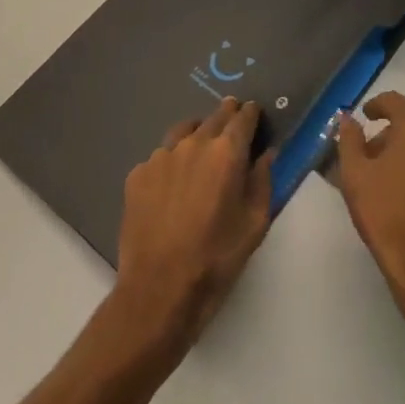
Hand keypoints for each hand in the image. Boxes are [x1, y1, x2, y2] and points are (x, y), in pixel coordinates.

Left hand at [115, 97, 275, 347]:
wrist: (158, 289)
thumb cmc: (216, 258)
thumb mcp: (255, 223)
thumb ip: (263, 181)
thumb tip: (267, 154)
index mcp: (226, 152)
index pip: (243, 117)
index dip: (252, 114)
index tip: (255, 115)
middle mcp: (193, 143)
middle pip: (214, 117)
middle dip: (227, 117)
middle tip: (233, 126)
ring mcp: (161, 156)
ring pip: (184, 131)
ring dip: (197, 134)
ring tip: (201, 151)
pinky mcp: (137, 174)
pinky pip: (160, 157)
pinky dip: (172, 162)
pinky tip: (173, 184)